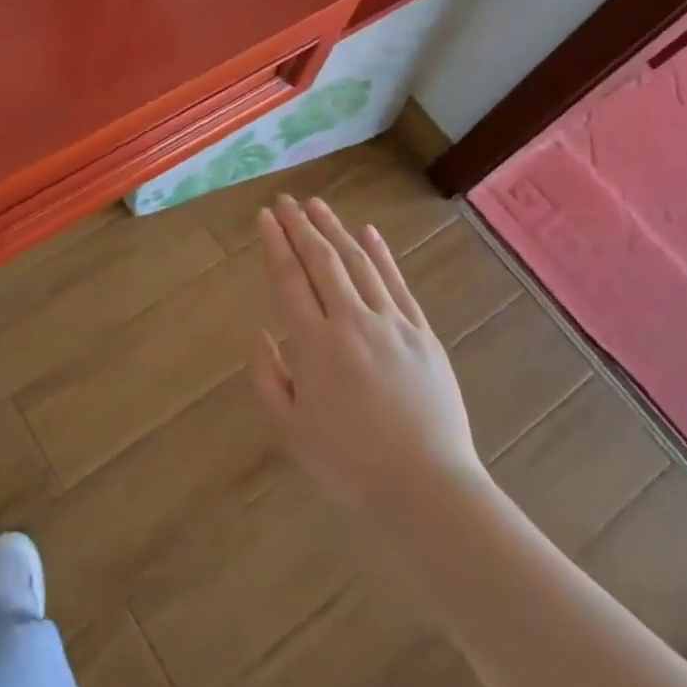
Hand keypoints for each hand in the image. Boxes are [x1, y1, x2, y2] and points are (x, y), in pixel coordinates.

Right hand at [251, 195, 485, 515]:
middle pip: (322, 261)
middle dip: (301, 226)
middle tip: (285, 201)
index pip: (289, 279)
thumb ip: (267, 377)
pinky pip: (398, 284)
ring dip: (336, 230)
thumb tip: (260, 334)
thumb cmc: (349, 462)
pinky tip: (369, 233)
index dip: (275, 244)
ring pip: (359, 263)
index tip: (265, 217)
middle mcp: (351, 322)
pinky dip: (381, 254)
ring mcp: (392, 324)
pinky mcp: (422, 334)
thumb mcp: (290, 429)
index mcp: (314, 344)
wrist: (426, 485)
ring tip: (317, 206)